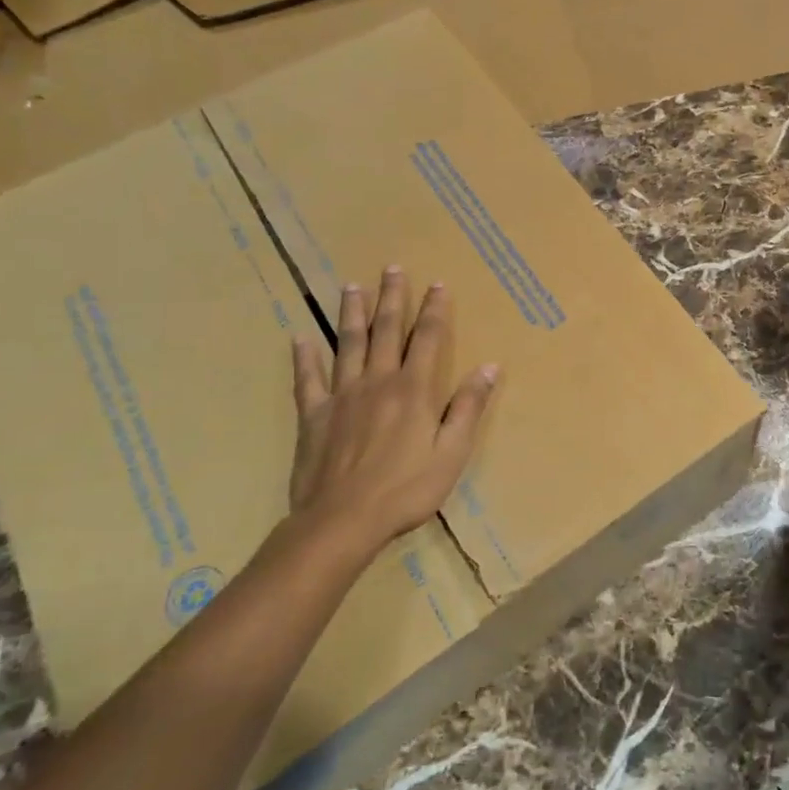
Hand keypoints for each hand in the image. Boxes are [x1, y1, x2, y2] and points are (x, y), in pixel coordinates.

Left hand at [288, 267, 498, 562]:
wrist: (342, 521)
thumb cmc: (406, 489)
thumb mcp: (452, 452)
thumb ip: (468, 407)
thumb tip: (488, 367)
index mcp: (414, 390)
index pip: (428, 339)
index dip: (435, 310)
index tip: (437, 283)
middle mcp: (378, 381)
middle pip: (386, 331)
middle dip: (392, 298)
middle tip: (392, 268)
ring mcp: (342, 396)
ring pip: (348, 344)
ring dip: (352, 313)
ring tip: (352, 286)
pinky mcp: (313, 415)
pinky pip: (307, 379)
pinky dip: (304, 357)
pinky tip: (300, 337)